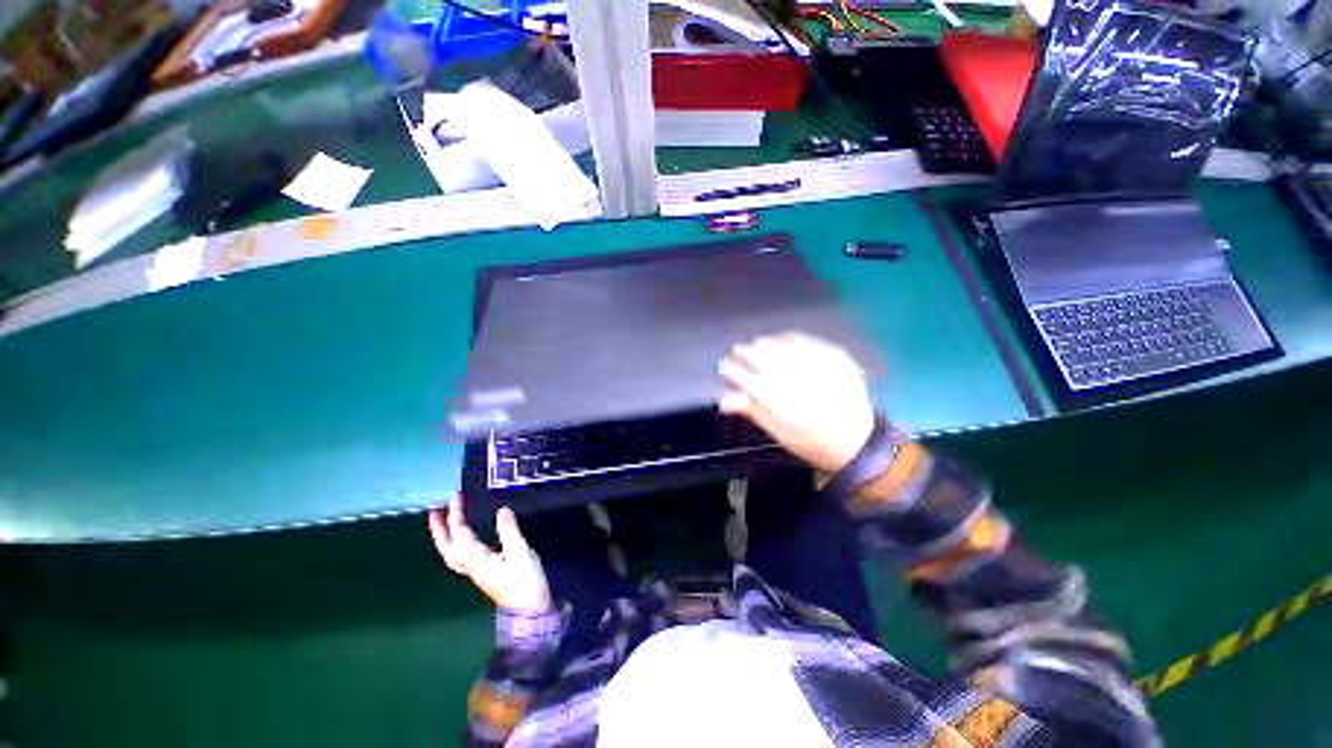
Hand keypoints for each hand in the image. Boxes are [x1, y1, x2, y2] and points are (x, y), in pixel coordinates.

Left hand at [428, 494, 551, 613]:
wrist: (529, 610)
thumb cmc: (525, 582)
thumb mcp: (521, 553)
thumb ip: (509, 530)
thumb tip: (501, 509)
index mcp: (477, 559)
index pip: (461, 534)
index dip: (456, 514)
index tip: (455, 495)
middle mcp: (471, 566)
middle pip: (448, 547)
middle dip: (440, 529)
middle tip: (435, 510)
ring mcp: (476, 572)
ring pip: (453, 553)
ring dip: (446, 536)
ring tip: (445, 522)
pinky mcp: (484, 573)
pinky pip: (462, 555)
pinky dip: (458, 543)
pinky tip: (467, 538)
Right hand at [719, 333, 876, 472]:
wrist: (857, 442)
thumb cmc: (811, 442)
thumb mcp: (777, 433)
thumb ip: (751, 410)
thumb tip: (722, 398)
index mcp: (779, 401)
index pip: (745, 377)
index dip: (731, 369)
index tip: (723, 365)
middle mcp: (795, 378)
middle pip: (761, 356)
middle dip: (745, 352)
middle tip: (737, 351)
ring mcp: (816, 365)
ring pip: (781, 345)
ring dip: (764, 343)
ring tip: (757, 344)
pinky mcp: (835, 357)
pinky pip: (806, 340)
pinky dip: (789, 338)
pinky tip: (783, 339)